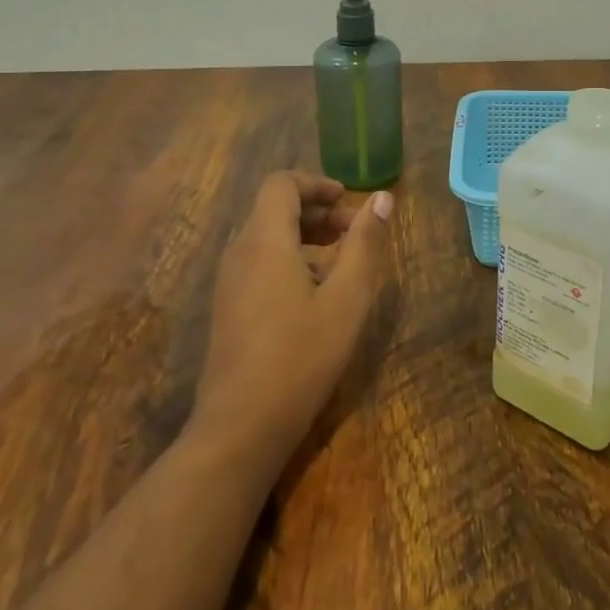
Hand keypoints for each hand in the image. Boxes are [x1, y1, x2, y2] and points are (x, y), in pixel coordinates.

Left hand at [191, 172, 393, 476]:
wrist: (241, 425)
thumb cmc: (301, 356)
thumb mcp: (346, 298)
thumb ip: (364, 244)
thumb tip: (381, 199)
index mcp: (264, 240)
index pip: (281, 184)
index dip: (316, 183)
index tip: (349, 200)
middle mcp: (239, 252)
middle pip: (273, 208)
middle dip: (316, 210)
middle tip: (354, 231)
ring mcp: (228, 281)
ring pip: (265, 236)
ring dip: (304, 236)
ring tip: (341, 261)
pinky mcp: (227, 307)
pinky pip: (258, 262)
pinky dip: (288, 258)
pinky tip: (315, 293)